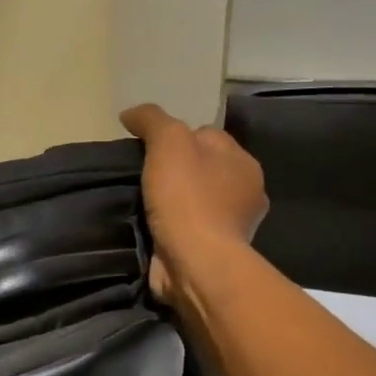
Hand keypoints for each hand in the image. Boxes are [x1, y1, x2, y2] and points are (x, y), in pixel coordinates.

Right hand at [120, 104, 267, 304]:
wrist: (195, 262)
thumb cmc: (187, 197)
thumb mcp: (167, 141)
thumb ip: (151, 120)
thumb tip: (131, 114)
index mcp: (243, 161)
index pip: (207, 136)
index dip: (175, 138)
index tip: (146, 150)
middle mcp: (245, 192)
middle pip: (201, 169)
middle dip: (175, 171)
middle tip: (140, 177)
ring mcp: (231, 226)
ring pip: (194, 201)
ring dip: (172, 203)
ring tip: (139, 204)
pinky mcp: (213, 253)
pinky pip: (188, 230)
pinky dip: (171, 228)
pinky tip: (150, 228)